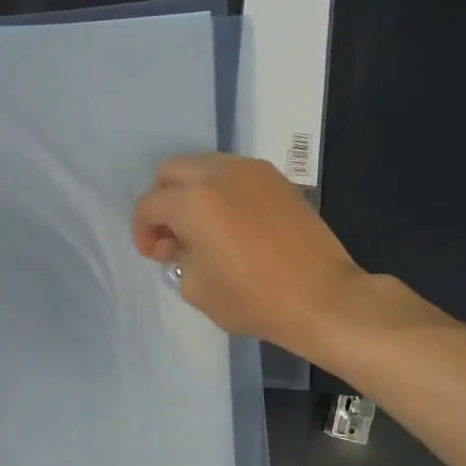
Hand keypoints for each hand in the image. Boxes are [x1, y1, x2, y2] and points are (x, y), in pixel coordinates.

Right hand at [132, 154, 365, 359]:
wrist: (323, 298)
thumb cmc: (253, 299)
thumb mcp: (196, 288)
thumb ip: (177, 257)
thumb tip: (179, 244)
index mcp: (193, 201)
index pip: (150, 204)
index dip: (141, 231)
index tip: (153, 255)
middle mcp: (219, 174)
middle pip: (171, 172)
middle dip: (162, 201)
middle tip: (171, 236)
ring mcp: (252, 172)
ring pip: (203, 166)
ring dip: (191, 192)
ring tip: (201, 229)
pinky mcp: (277, 179)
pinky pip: (233, 174)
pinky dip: (220, 191)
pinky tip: (230, 224)